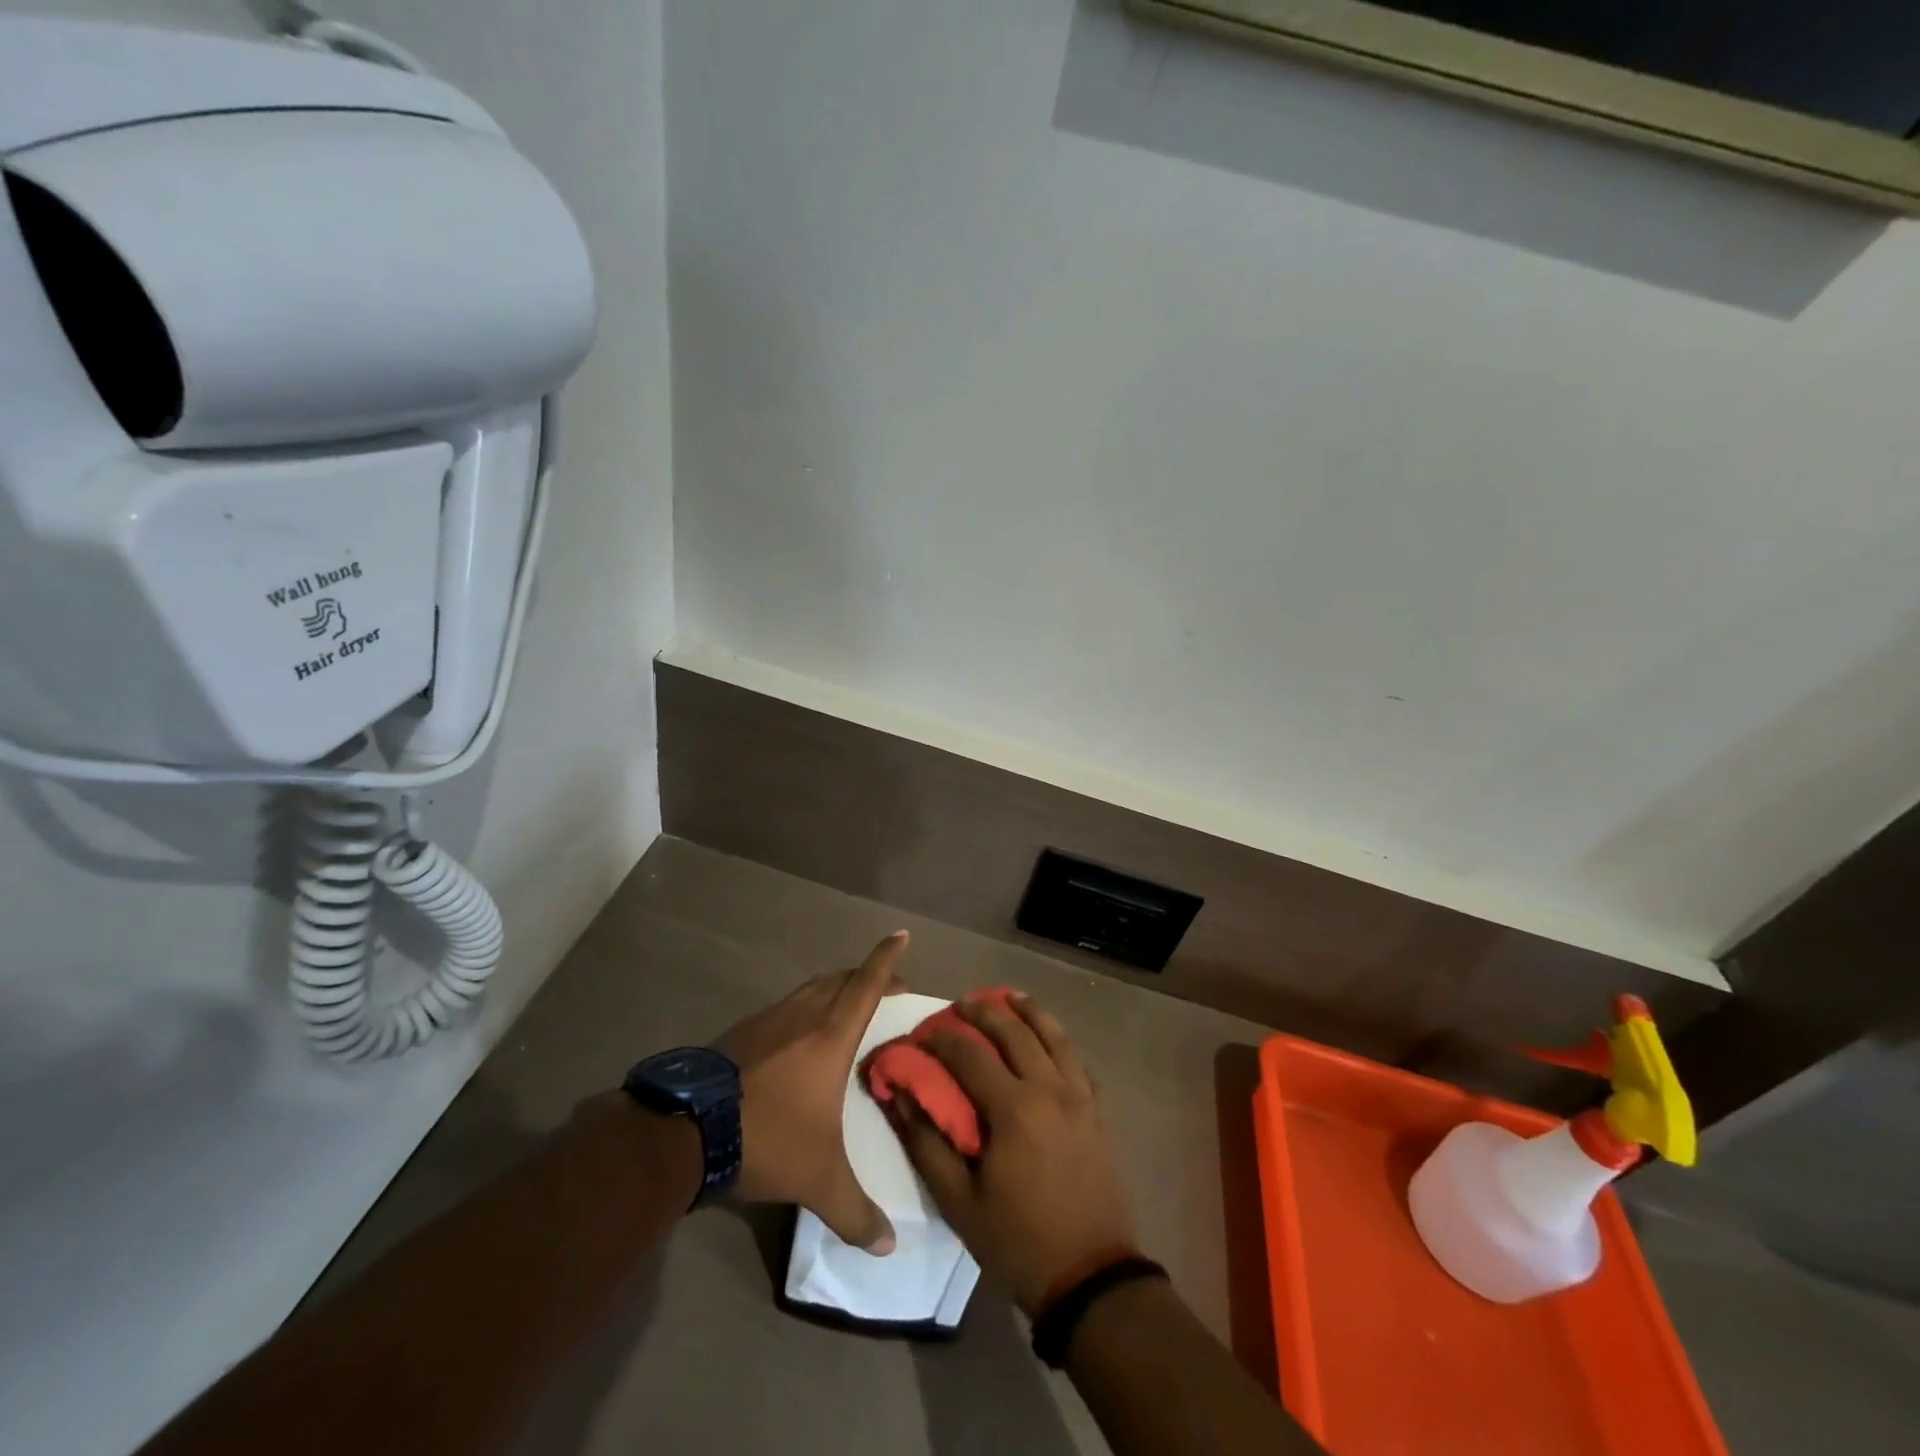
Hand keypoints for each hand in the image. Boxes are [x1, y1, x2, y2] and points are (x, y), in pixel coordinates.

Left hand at [713, 931, 909, 1253]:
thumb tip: (889, 1246)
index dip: (887, 958)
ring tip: (846, 1007)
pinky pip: (785, 1007)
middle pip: (840, 979)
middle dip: (866, 975)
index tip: (902, 934)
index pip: (867, 984)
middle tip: (886, 988)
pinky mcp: (741, 1032)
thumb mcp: (818, 1180)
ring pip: (810, 989)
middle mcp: (803, 1015)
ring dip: (834, 989)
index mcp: (830, 1035)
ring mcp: (768, 1019)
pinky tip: (798, 1037)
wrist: (688, 1130)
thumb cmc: (768, 1138)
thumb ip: (855, 1212)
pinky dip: (804, 1008)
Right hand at [888, 992, 1137, 1315]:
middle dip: (984, 1011)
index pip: (970, 1055)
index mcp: (1014, 1108)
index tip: (920, 1035)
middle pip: (1015, 1032)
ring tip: (1009, 997)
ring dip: (1029, 1011)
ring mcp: (1079, 1097)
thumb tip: (899, 1096)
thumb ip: (927, 1142)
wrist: (1090, 1278)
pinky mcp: (1098, 1111)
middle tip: (961, 1004)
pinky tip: (1049, 1038)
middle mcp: (1049, 1089)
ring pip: (1054, 1035)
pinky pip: (1077, 1060)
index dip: (941, 1040)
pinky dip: (1059, 1039)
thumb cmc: (1018, 1241)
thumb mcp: (959, 1202)